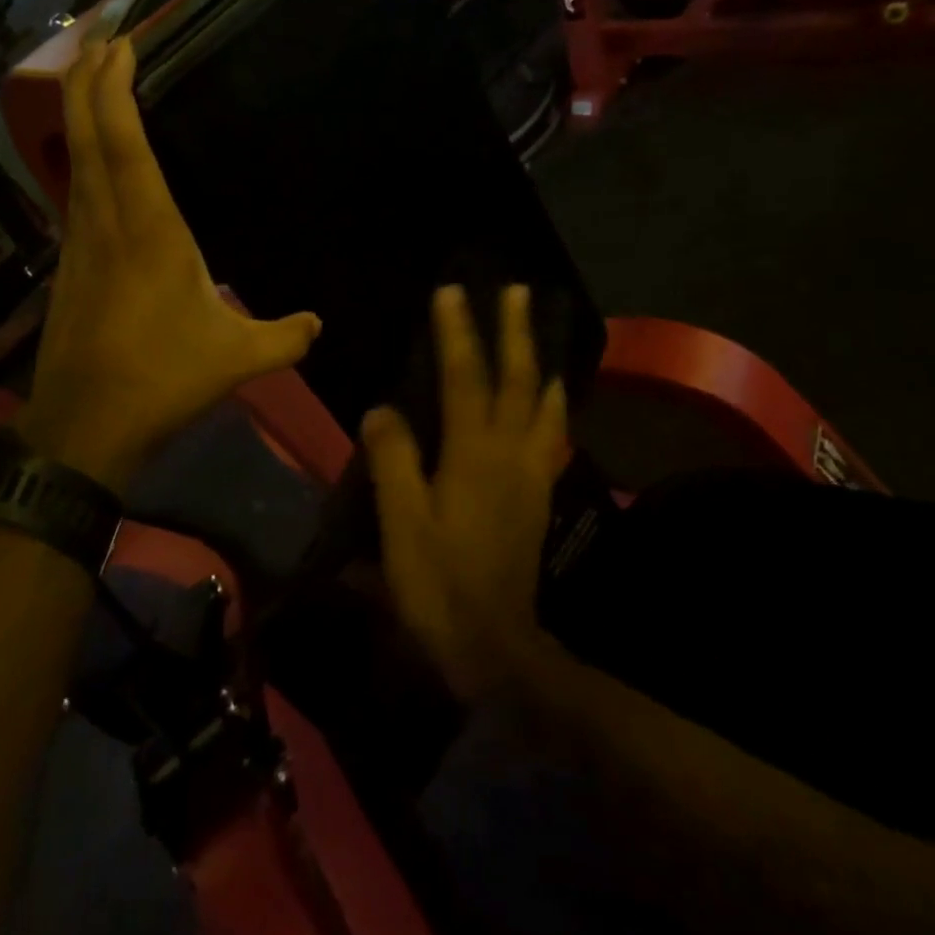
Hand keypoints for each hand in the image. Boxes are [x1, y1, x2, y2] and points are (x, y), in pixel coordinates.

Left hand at [18, 37, 322, 491]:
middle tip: (102, 37)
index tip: (122, 42)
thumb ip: (285, 336)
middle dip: (89, 78)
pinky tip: (94, 163)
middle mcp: (105, 222)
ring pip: (73, 161)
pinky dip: (82, 158)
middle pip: (86, 134)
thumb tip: (319, 323)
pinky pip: (73, 193)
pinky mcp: (68, 267)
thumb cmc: (162, 379)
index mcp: (148, 230)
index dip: (116, 86)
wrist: (84, 427)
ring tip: (96, 82)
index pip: (124, 141)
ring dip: (81, 114)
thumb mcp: (237, 358)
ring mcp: (79, 243)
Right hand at [360, 284, 566, 699]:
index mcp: (473, 455)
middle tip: (516, 291)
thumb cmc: (437, 582)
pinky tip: (550, 402)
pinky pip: (549, 437)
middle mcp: (509, 454)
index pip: (463, 379)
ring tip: (542, 334)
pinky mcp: (536, 497)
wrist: (492, 644)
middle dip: (515, 333)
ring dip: (541, 363)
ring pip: (543, 406)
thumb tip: (382, 409)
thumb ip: (394, 459)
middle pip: (518, 381)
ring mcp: (529, 475)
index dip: (457, 333)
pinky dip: (552, 408)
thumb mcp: (402, 522)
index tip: (452, 292)